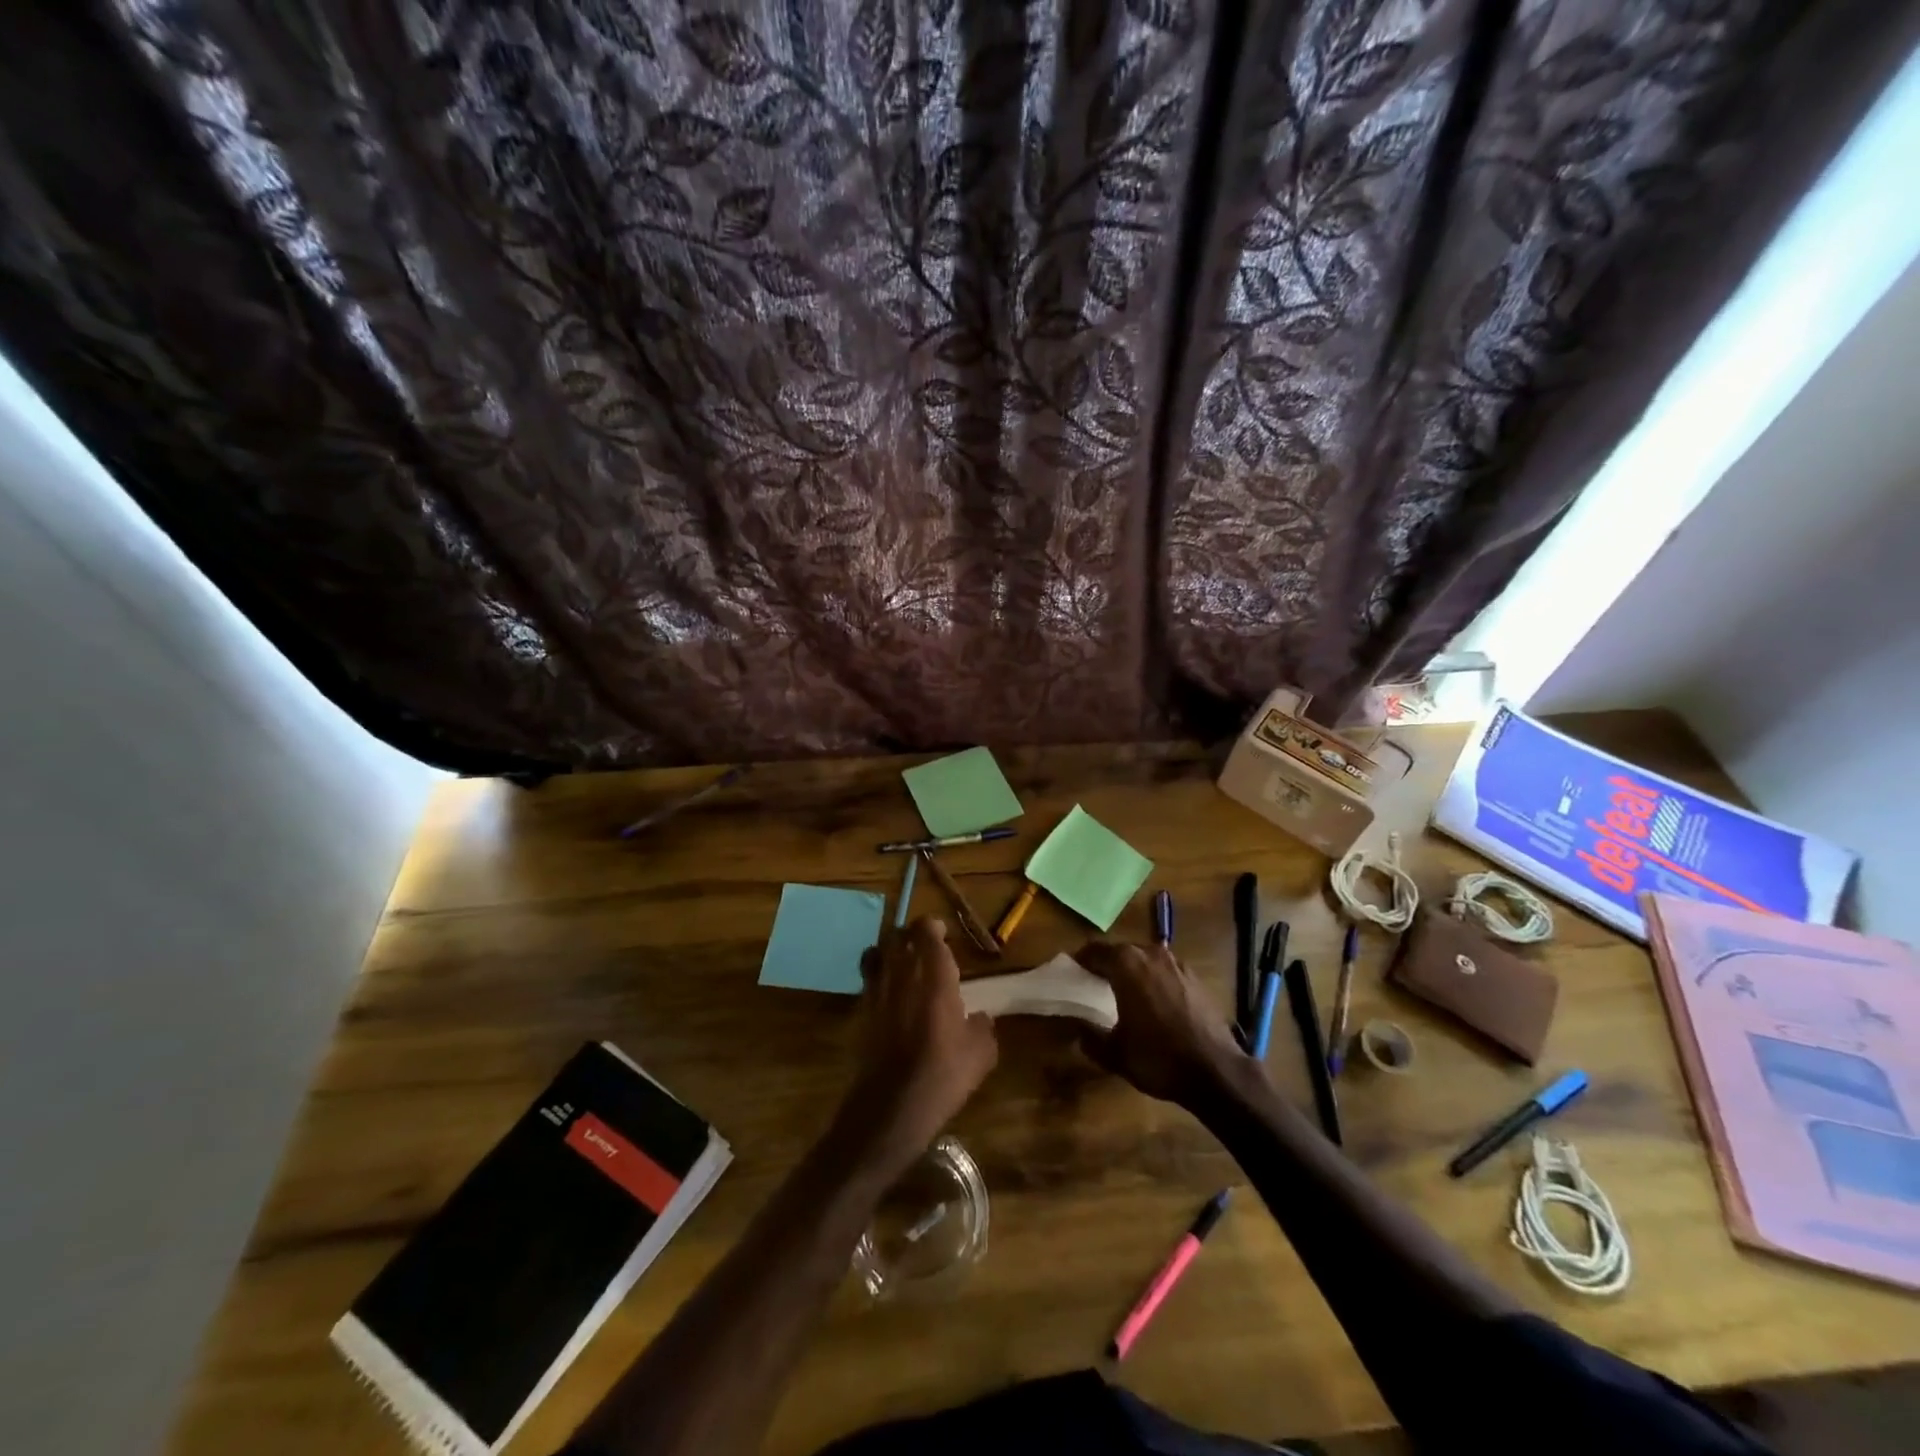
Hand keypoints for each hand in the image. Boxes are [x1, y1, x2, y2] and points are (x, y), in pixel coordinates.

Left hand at [838, 917, 997, 1168]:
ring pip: (875, 952)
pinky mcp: (860, 1011)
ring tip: (902, 967)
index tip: (943, 935)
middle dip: (909, 936)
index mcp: (934, 973)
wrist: (893, 1104)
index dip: (933, 927)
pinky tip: (891, 998)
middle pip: (896, 935)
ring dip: (888, 953)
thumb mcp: (982, 1051)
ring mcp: (876, 990)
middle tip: (924, 949)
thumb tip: (980, 1017)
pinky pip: (867, 980)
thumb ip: (983, 1025)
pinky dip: (877, 979)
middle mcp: (901, 972)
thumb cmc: (944, 1071)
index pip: (925, 929)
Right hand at [1077, 941, 1249, 1106]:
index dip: (1081, 961)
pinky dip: (1154, 979)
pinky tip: (1153, 1002)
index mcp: (1126, 964)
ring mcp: (1177, 963)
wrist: (1216, 1071)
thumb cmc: (1158, 1058)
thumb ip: (1090, 1037)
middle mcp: (1151, 954)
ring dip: (1132, 971)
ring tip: (1124, 992)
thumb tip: (1077, 1028)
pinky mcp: (1195, 978)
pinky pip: (1165, 971)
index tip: (1072, 973)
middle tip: (1094, 982)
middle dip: (1106, 964)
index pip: (1094, 951)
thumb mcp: (1115, 1054)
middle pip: (1121, 951)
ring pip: (1145, 959)